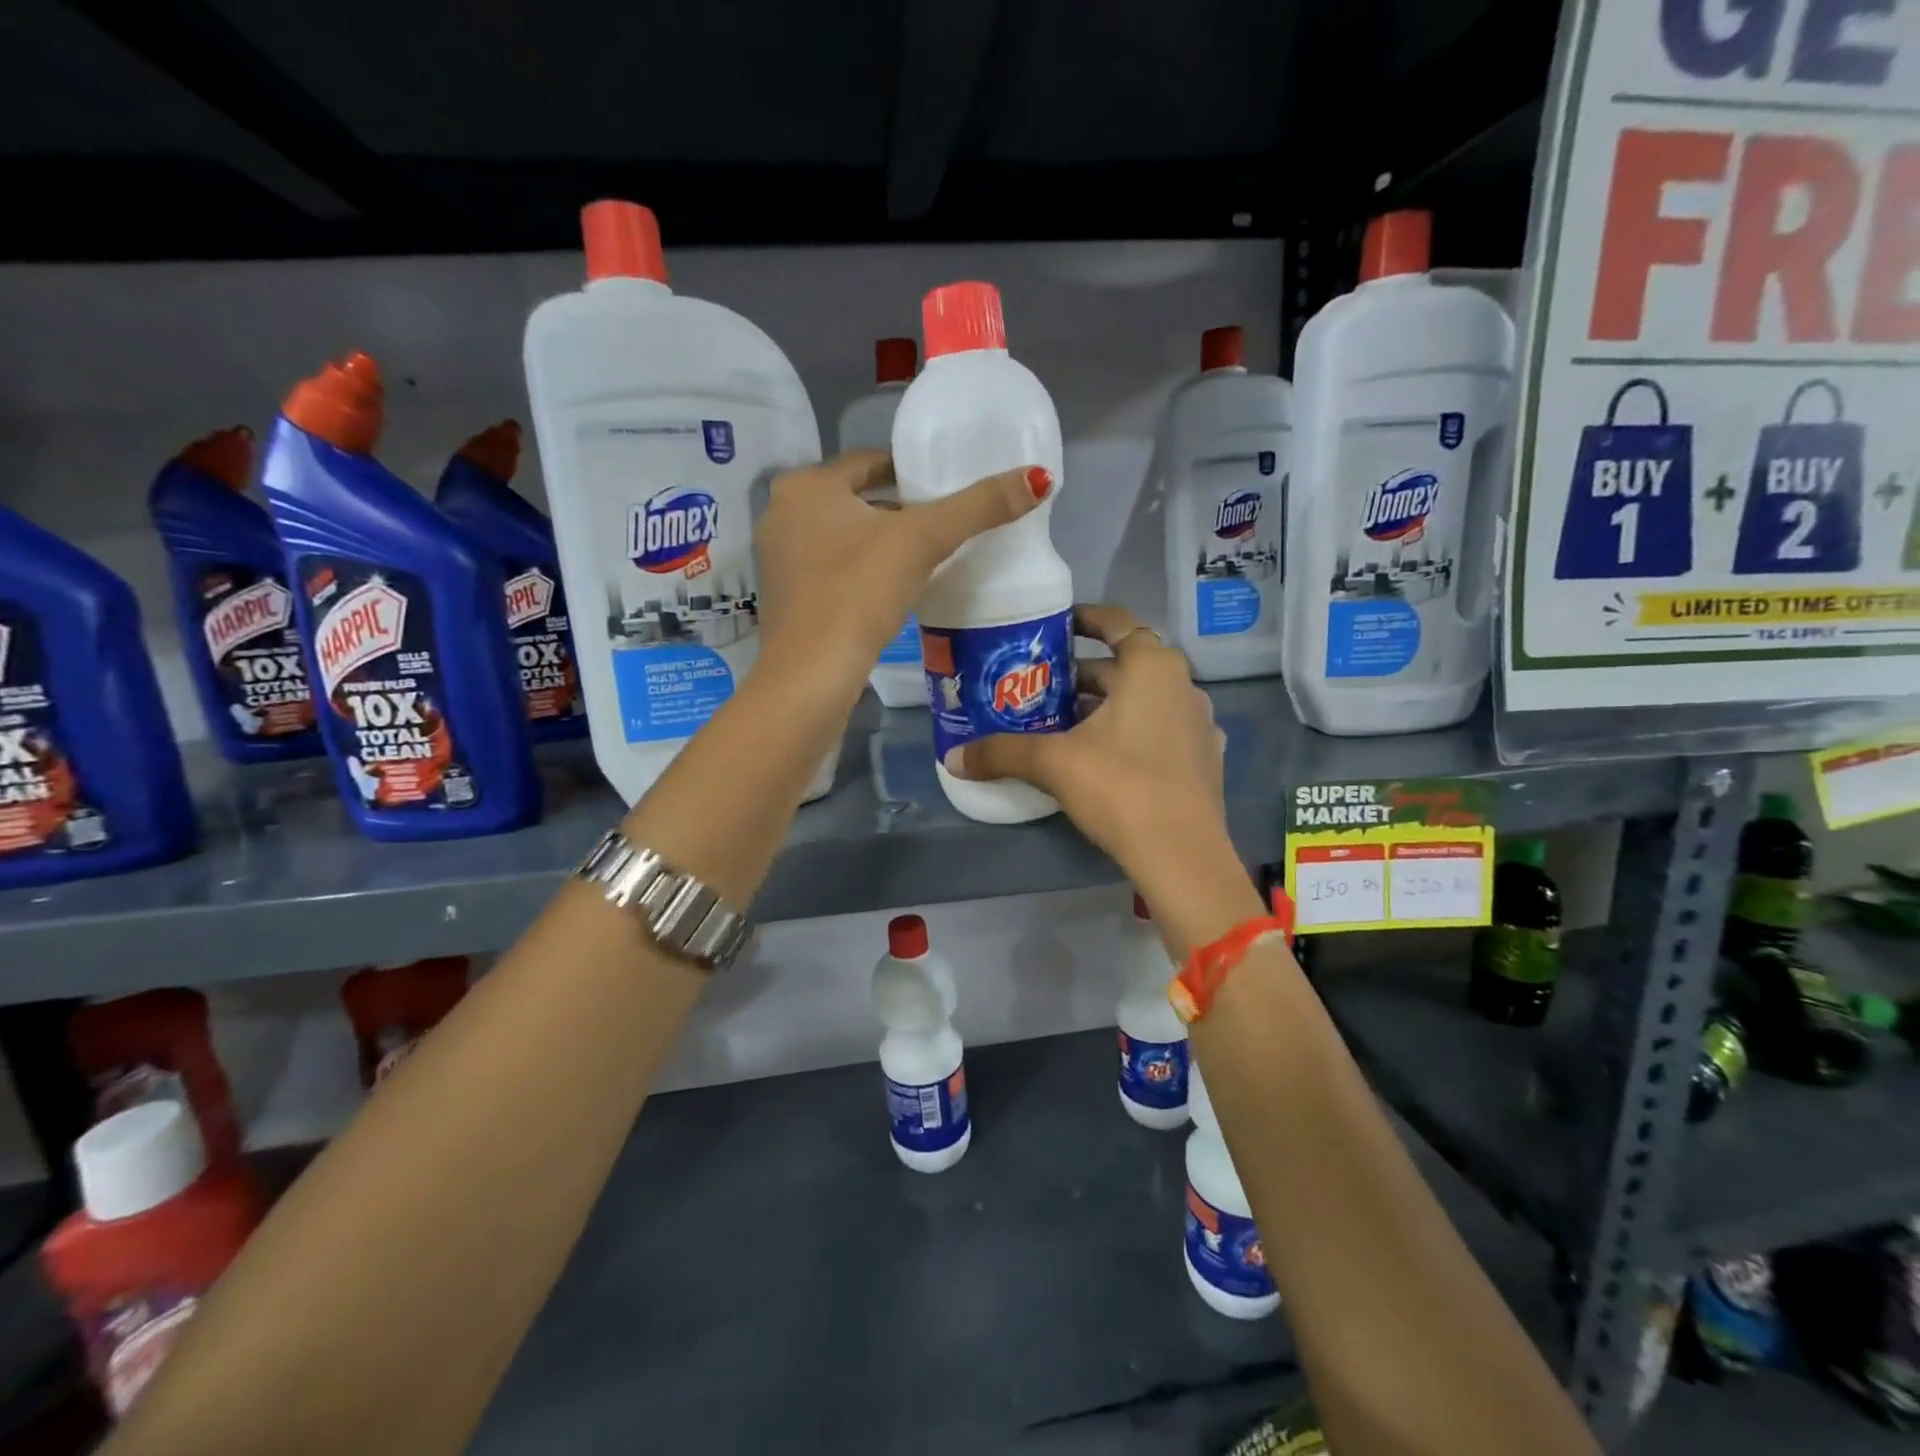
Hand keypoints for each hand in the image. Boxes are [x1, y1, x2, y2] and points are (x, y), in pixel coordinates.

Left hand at [753, 450, 1050, 686]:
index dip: (911, 470)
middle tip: (942, 524)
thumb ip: (979, 508)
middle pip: (856, 500)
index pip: (869, 462)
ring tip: (924, 558)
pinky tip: (891, 590)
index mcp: (807, 486)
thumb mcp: (923, 542)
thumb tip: (1039, 477)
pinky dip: (861, 572)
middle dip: (897, 510)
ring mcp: (779, 560)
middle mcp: (783, 513)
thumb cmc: (859, 592)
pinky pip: (833, 569)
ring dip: (879, 542)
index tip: (945, 487)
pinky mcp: (786, 599)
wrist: (812, 674)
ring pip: (843, 537)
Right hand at [947, 605, 1236, 903]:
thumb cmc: (1120, 787)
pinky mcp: (1204, 759)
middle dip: (1083, 674)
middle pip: (1126, 666)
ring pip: (1144, 700)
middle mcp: (1182, 685)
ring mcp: (1199, 723)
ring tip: (1064, 722)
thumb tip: (952, 757)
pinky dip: (1132, 732)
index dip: (1083, 619)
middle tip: (1042, 685)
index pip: (1115, 622)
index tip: (1054, 626)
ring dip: (1107, 705)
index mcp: (1152, 667)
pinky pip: (1161, 730)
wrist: (1182, 854)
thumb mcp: (1053, 763)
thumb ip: (1001, 753)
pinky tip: (1105, 756)